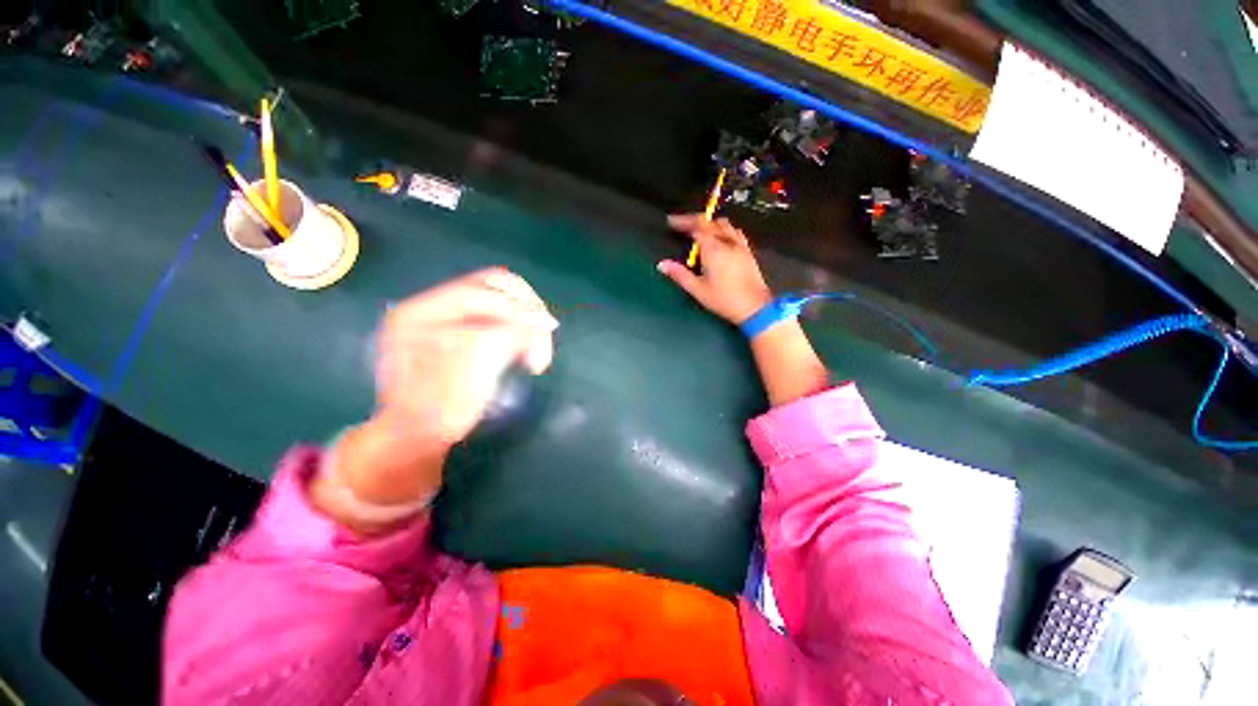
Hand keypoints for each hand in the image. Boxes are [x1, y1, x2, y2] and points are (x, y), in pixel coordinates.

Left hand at [374, 267, 556, 445]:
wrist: (418, 438)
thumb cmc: (437, 411)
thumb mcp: (468, 373)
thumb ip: (504, 336)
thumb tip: (540, 320)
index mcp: (420, 313)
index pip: (478, 292)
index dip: (517, 308)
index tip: (548, 327)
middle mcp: (433, 307)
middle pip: (492, 286)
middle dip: (525, 307)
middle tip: (544, 330)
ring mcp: (448, 319)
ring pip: (502, 300)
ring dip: (526, 319)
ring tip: (536, 349)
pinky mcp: (465, 331)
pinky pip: (502, 318)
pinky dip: (521, 330)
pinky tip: (526, 351)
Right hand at [657, 214, 772, 324]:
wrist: (754, 307)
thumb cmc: (723, 299)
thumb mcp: (697, 289)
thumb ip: (680, 275)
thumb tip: (662, 265)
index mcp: (713, 249)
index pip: (696, 226)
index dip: (683, 222)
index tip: (671, 222)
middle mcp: (727, 242)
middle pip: (710, 222)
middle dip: (695, 220)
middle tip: (683, 226)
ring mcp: (740, 246)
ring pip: (724, 225)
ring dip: (710, 223)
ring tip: (700, 230)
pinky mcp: (748, 252)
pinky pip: (735, 232)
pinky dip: (723, 230)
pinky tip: (721, 239)